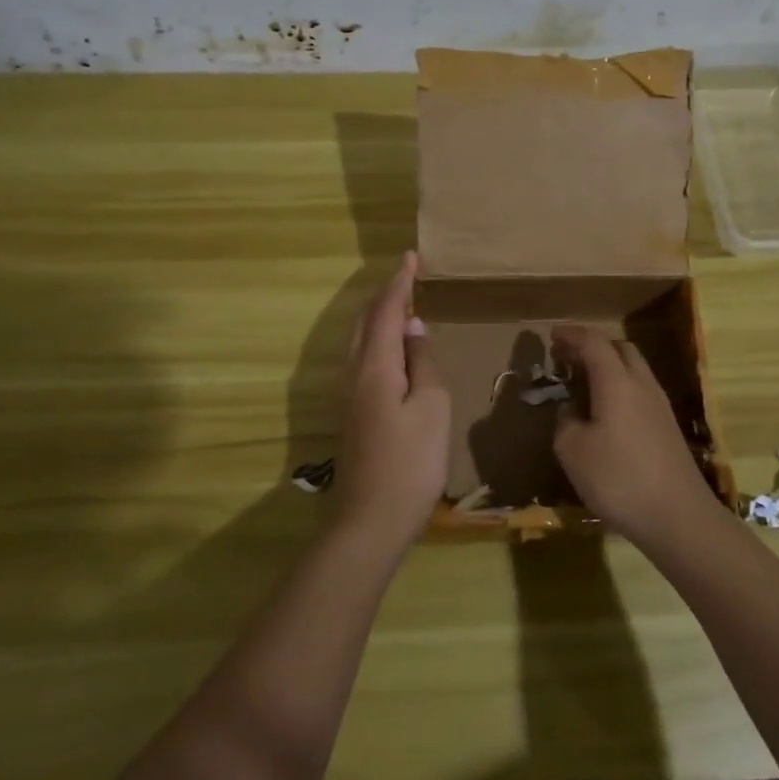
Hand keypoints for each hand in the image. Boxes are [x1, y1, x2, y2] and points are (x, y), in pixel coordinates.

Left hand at [332, 252, 450, 554]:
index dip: (399, 282)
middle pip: (364, 322)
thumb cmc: (410, 462)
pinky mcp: (350, 414)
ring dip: (379, 319)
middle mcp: (352, 373)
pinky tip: (394, 351)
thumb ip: (422, 363)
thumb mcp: (432, 407)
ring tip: (404, 308)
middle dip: (385, 296)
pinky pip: (362, 360)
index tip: (411, 257)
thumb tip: (413, 329)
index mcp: (373, 366)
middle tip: (409, 279)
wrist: (369, 522)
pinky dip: (377, 342)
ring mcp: (347, 396)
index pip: (385, 311)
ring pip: (359, 341)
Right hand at [551, 325, 714, 549]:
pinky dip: (620, 389)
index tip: (552, 335)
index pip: (593, 343)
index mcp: (616, 382)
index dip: (571, 335)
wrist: (678, 517)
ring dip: (608, 368)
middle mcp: (642, 385)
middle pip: (620, 349)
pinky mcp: (668, 428)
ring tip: (583, 385)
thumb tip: (570, 411)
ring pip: (634, 370)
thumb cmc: (619, 479)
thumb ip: (565, 423)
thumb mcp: (573, 452)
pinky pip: (640, 392)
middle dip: (593, 347)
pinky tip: (606, 414)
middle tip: (567, 359)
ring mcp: (660, 407)